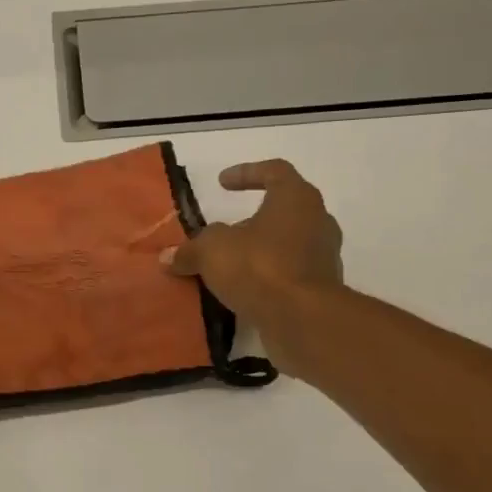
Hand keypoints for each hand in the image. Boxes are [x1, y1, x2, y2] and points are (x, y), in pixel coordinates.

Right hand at [162, 160, 342, 376]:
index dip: (246, 173)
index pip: (274, 171)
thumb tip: (168, 257)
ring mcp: (324, 256)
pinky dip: (268, 278)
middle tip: (226, 230)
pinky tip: (244, 290)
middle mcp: (317, 221)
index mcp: (296, 198)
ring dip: (261, 250)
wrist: (303, 319)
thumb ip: (190, 250)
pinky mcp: (321, 289)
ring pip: (289, 244)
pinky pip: (290, 274)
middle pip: (284, 209)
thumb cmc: (259, 267)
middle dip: (254, 218)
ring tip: (231, 264)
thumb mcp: (211, 252)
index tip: (222, 182)